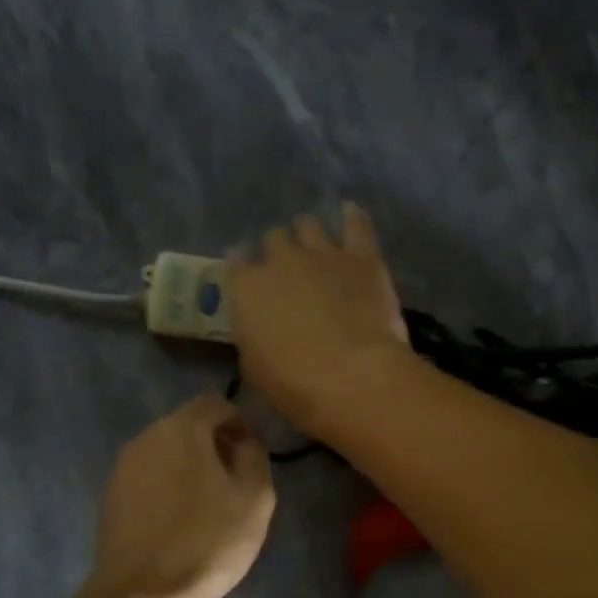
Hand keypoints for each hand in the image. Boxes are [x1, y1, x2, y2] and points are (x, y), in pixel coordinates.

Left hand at [90, 395, 275, 597]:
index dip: (239, 422)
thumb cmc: (207, 543)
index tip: (252, 455)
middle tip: (235, 481)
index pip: (215, 403)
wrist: (141, 596)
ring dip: (190, 465)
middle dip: (214, 443)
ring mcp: (123, 466)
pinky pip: (149, 476)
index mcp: (182, 429)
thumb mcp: (254, 499)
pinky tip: (179, 520)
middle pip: (188, 424)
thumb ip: (255, 456)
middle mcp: (147, 437)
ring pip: (166, 451)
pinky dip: (168, 485)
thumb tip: (244, 441)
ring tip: (209, 504)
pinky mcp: (111, 495)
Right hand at [227, 203, 412, 440]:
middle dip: (278, 250)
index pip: (235, 263)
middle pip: (274, 239)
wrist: (351, 376)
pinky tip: (350, 212)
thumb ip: (254, 339)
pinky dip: (352, 217)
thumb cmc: (293, 385)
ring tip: (314, 244)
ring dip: (308, 233)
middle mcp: (280, 261)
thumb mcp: (255, 368)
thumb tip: (263, 333)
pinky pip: (356, 225)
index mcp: (246, 288)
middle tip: (287, 268)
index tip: (247, 274)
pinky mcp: (362, 257)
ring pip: (309, 225)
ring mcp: (323, 254)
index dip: (241, 266)